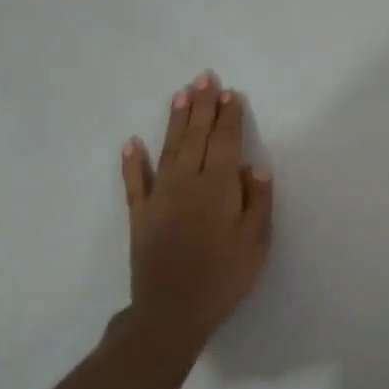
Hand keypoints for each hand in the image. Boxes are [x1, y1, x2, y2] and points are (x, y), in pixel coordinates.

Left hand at [121, 72, 274, 347]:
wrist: (173, 310)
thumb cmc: (225, 277)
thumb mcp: (256, 242)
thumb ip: (257, 201)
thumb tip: (254, 167)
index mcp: (219, 187)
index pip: (226, 142)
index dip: (229, 117)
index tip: (230, 93)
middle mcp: (187, 182)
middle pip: (196, 137)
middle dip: (202, 106)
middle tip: (204, 78)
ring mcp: (159, 197)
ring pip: (169, 149)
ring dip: (175, 120)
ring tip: (180, 94)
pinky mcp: (140, 215)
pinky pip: (135, 182)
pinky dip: (133, 162)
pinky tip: (131, 143)